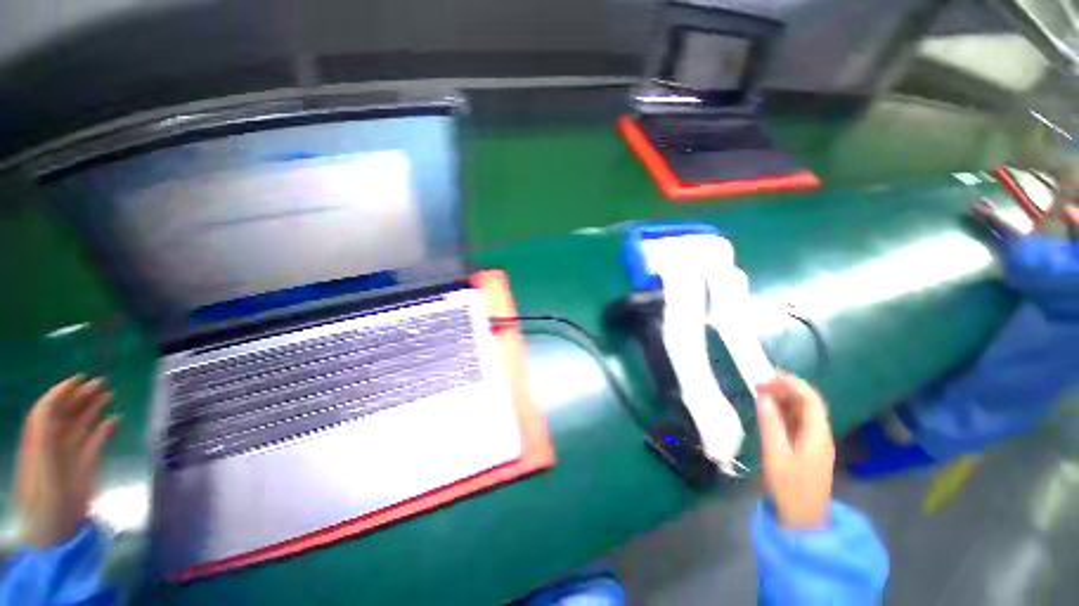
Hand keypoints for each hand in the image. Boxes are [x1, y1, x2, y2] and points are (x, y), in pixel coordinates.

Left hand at [14, 376, 118, 546]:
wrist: (56, 532)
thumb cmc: (45, 498)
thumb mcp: (39, 464)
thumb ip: (43, 436)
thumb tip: (52, 405)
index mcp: (39, 442)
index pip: (47, 410)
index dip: (60, 393)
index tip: (79, 378)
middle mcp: (52, 446)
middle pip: (65, 416)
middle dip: (80, 397)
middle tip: (101, 383)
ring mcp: (69, 458)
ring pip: (81, 427)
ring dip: (93, 410)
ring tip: (109, 395)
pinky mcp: (84, 468)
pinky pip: (94, 444)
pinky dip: (104, 430)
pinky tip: (115, 421)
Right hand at [755, 372, 834, 529]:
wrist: (803, 518)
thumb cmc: (790, 487)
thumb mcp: (776, 454)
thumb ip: (770, 424)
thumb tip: (764, 397)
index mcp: (817, 434)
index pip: (810, 399)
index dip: (791, 384)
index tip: (767, 377)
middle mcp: (819, 434)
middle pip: (807, 403)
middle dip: (785, 388)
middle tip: (759, 383)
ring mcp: (814, 441)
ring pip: (801, 412)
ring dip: (783, 399)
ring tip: (760, 392)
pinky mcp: (806, 448)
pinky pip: (796, 422)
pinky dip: (782, 412)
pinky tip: (768, 411)